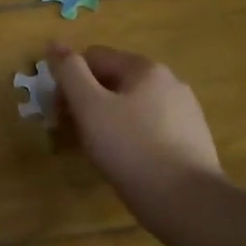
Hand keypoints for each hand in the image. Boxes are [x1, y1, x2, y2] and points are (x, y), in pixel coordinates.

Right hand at [48, 44, 222, 206]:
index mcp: (145, 68)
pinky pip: (148, 128)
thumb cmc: (130, 148)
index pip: (92, 58)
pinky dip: (129, 137)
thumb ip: (69, 72)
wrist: (187, 202)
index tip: (58, 114)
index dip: (68, 81)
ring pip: (130, 106)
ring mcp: (184, 111)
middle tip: (71, 134)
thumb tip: (54, 43)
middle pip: (112, 81)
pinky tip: (124, 161)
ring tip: (96, 151)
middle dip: (86, 102)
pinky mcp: (190, 139)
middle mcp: (169, 82)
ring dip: (105, 120)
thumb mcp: (89, 107)